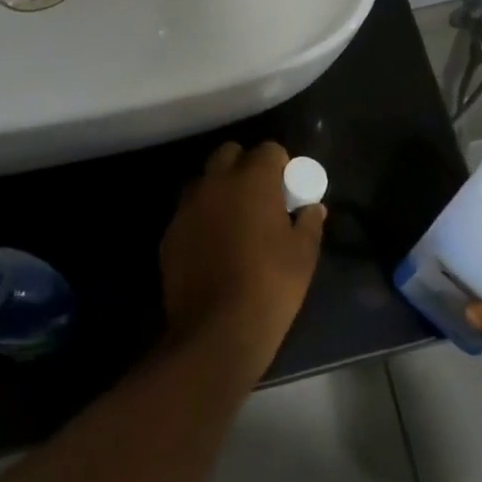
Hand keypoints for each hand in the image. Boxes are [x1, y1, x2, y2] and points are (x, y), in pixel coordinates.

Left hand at [160, 141, 325, 369]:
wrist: (216, 332)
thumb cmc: (270, 286)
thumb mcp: (303, 255)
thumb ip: (309, 222)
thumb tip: (312, 208)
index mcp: (252, 179)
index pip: (269, 149)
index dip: (280, 165)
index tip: (287, 188)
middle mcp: (216, 182)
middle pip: (230, 154)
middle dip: (245, 166)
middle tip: (259, 197)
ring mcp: (187, 207)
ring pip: (204, 181)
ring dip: (219, 189)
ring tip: (233, 220)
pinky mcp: (169, 234)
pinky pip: (188, 213)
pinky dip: (201, 219)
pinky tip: (212, 246)